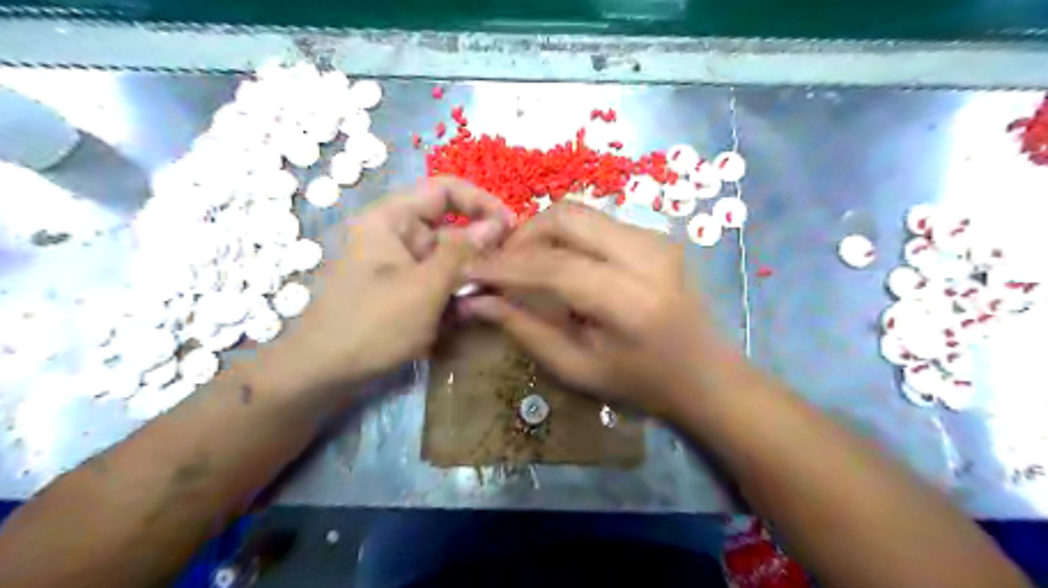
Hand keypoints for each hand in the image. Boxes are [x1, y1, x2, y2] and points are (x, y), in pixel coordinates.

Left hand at [264, 177, 514, 402]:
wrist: (323, 373)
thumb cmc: (373, 323)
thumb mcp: (425, 286)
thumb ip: (463, 252)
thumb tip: (497, 224)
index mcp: (392, 219)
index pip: (445, 190)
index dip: (482, 202)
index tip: (511, 227)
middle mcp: (395, 235)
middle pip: (449, 227)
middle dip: (479, 249)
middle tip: (506, 272)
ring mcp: (398, 265)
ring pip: (446, 259)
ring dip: (468, 278)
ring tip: (485, 301)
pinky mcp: (401, 290)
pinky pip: (435, 282)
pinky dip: (452, 295)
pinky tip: (462, 317)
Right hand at [460, 205, 745, 415]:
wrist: (708, 374)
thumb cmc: (643, 383)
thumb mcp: (578, 368)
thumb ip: (524, 328)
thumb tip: (475, 301)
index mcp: (628, 298)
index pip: (552, 265)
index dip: (504, 265)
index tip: (469, 269)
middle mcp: (646, 255)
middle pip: (566, 217)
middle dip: (522, 235)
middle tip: (500, 265)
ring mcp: (656, 239)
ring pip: (580, 212)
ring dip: (543, 232)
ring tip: (523, 263)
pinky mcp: (657, 235)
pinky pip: (598, 221)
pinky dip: (567, 235)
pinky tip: (558, 261)